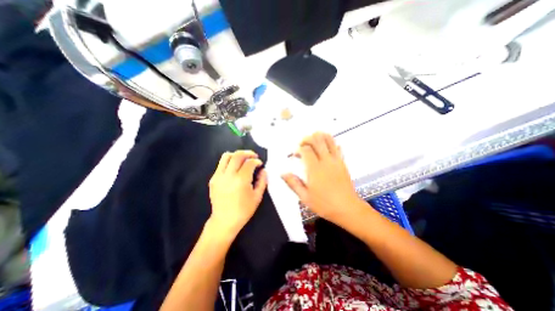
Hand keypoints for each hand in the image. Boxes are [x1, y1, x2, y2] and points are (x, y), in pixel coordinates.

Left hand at [209, 149, 267, 233]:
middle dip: (248, 153)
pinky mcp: (213, 179)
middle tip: (253, 156)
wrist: (224, 221)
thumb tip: (263, 170)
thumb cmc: (244, 210)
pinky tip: (235, 168)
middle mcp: (229, 175)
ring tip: (243, 159)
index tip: (260, 164)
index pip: (250, 163)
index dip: (256, 161)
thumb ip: (262, 181)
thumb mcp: (257, 196)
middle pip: (238, 155)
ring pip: (226, 156)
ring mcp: (219, 176)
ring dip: (237, 155)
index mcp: (241, 180)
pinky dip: (229, 162)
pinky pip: (221, 164)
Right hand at [282, 132, 365, 221]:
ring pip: (329, 140)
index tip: (295, 155)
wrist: (347, 209)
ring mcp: (336, 161)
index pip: (306, 150)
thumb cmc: (325, 204)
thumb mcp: (305, 197)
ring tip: (313, 140)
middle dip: (307, 139)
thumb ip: (293, 183)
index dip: (298, 149)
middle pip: (317, 140)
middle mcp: (326, 162)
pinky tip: (326, 146)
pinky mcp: (343, 163)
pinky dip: (331, 143)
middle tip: (302, 144)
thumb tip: (283, 174)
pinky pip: (338, 148)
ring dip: (320, 137)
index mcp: (315, 169)